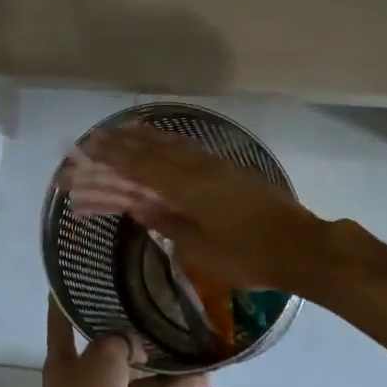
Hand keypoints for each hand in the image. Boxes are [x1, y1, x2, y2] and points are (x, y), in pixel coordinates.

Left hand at [38, 300, 208, 386]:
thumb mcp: (103, 353)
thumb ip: (122, 339)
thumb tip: (138, 348)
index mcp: (65, 356)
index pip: (62, 320)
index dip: (67, 299)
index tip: (78, 276)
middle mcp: (86, 373)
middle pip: (109, 344)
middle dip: (130, 329)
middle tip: (155, 303)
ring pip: (140, 371)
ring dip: (163, 359)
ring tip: (189, 336)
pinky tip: (203, 375)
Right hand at [63, 125, 333, 294]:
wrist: (300, 246)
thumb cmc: (248, 256)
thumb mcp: (200, 250)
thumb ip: (167, 224)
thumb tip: (138, 206)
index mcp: (187, 187)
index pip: (140, 166)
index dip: (112, 156)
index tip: (87, 147)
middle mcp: (198, 168)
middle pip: (152, 150)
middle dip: (121, 143)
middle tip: (94, 136)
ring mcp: (215, 165)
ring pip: (172, 144)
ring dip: (144, 137)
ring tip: (121, 130)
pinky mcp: (228, 169)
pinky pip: (188, 148)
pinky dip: (168, 142)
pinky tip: (162, 143)